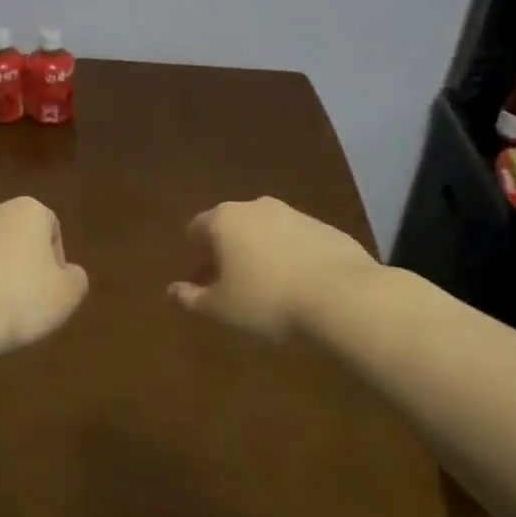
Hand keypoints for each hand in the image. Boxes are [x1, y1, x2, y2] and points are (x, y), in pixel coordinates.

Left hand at [0, 198, 88, 352]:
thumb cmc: (21, 299)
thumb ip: (75, 279)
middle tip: (20, 298)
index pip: (50, 226)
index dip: (54, 258)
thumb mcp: (66, 296)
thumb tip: (69, 273)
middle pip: (10, 233)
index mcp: (27, 212)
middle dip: (16, 260)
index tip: (50, 288)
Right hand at [168, 196, 379, 340]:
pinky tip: (299, 286)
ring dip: (259, 253)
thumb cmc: (267, 300)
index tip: (200, 279)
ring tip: (267, 288)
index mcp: (224, 220)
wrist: (343, 295)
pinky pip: (296, 241)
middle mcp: (256, 207)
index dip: (194, 255)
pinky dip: (290, 257)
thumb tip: (171, 291)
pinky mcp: (325, 228)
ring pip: (265, 231)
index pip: (196, 229)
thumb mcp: (221, 309)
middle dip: (226, 252)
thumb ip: (192, 298)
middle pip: (230, 227)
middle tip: (230, 285)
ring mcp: (294, 214)